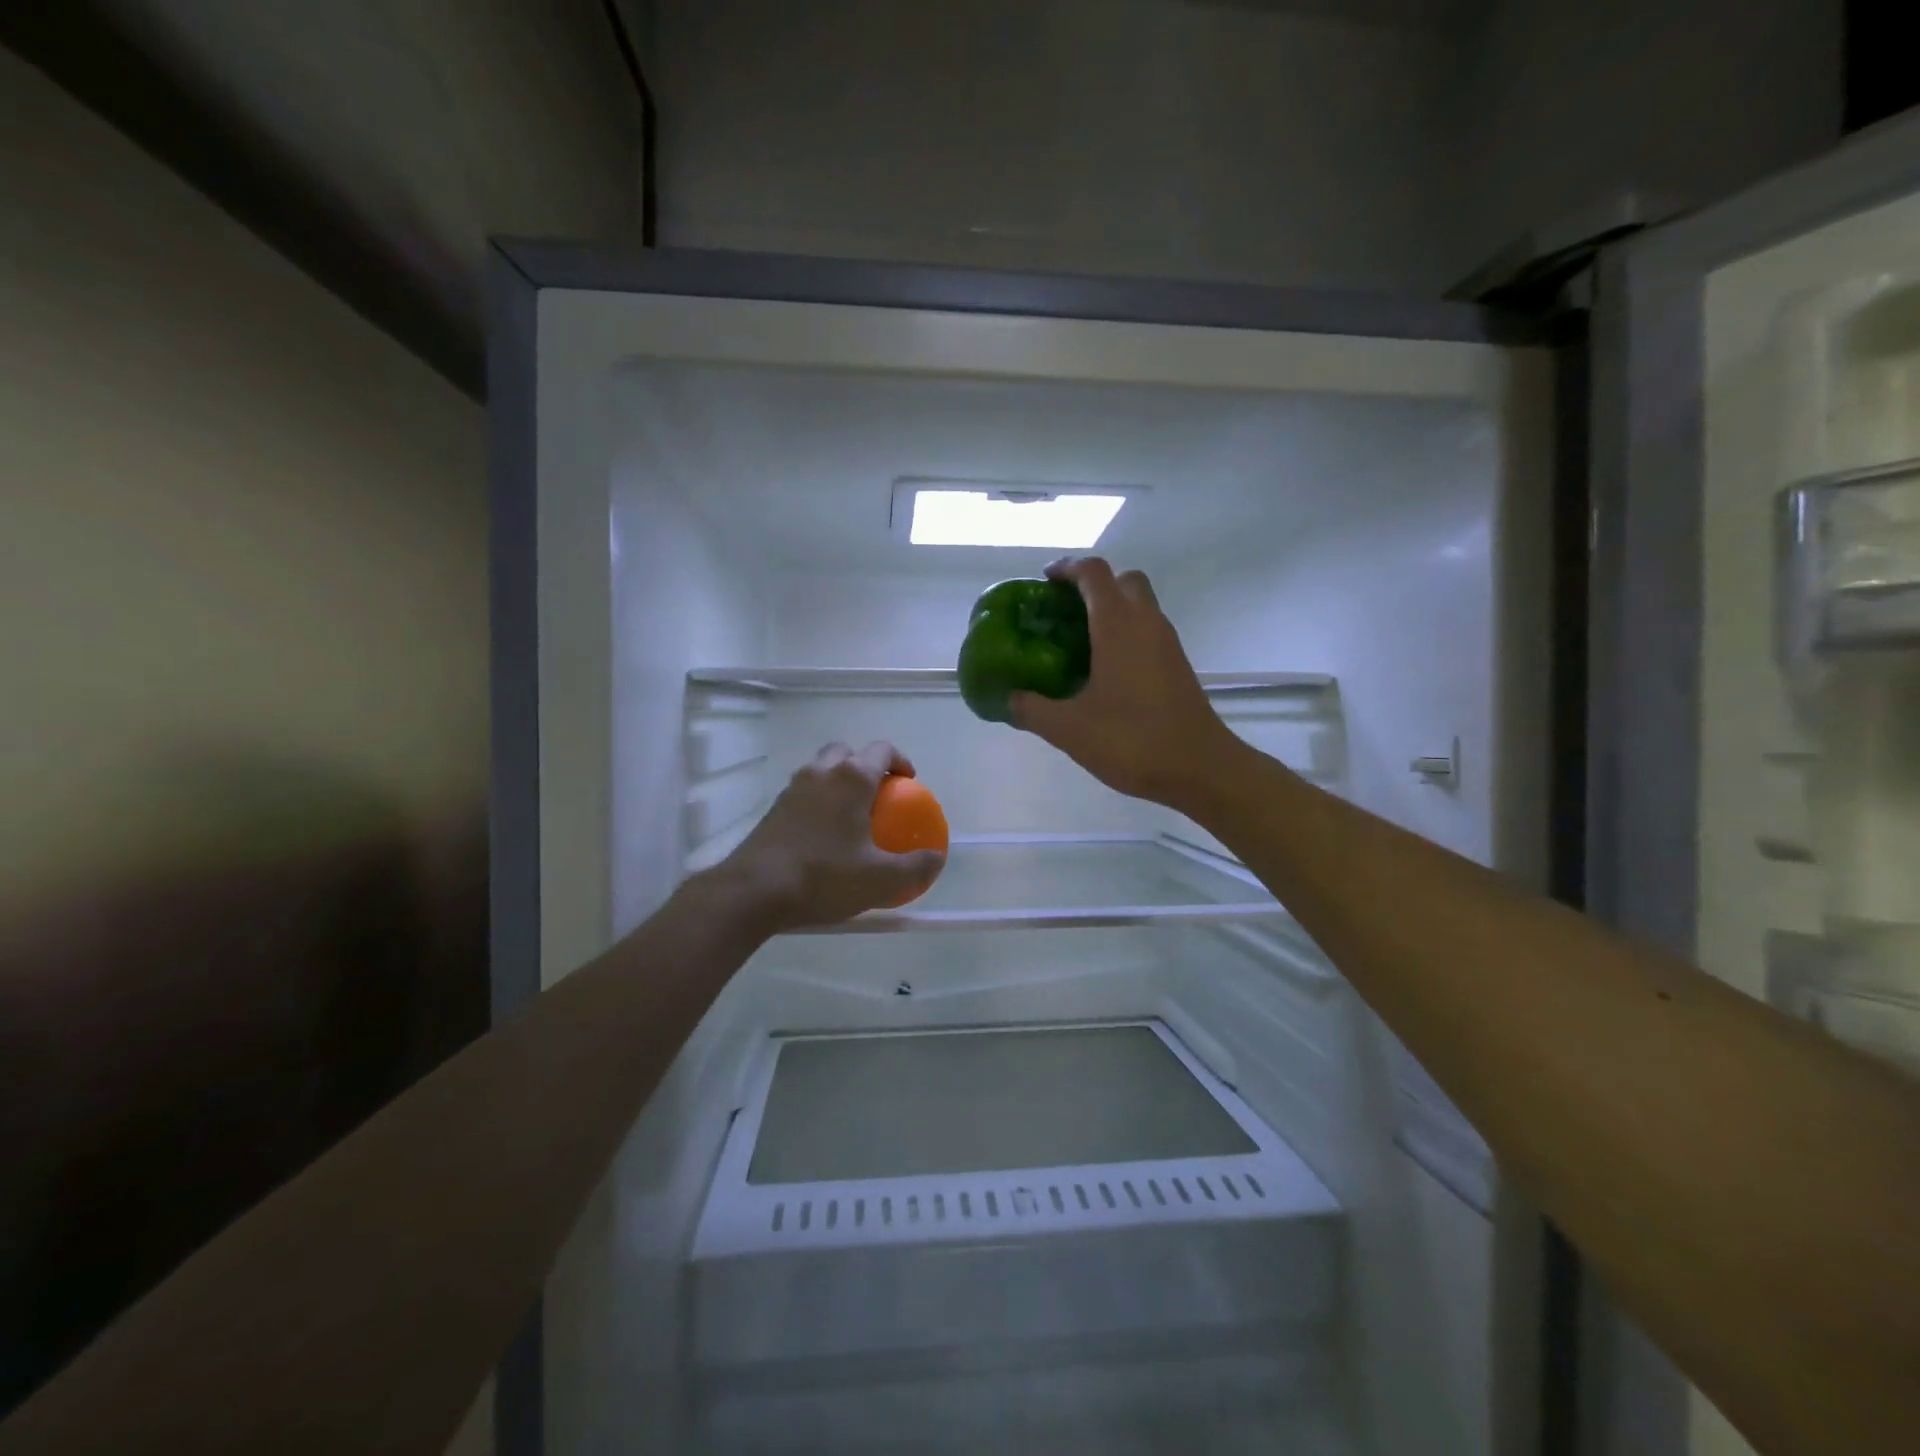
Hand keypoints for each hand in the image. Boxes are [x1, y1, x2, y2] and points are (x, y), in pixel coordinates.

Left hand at [715, 741, 946, 931]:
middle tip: (878, 794)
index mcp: (852, 778)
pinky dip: (819, 801)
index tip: (909, 782)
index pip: (882, 750)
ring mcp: (793, 788)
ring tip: (851, 814)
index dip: (900, 761)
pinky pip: (804, 792)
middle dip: (865, 765)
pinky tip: (824, 835)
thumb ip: (914, 867)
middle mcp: (821, 772)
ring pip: (821, 769)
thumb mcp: (880, 879)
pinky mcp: (773, 809)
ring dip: (839, 781)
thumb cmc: (823, 877)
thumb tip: (937, 858)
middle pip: (847, 753)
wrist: (753, 891)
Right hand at [1010, 557, 1240, 809]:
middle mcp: (1147, 623)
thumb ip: (1032, 709)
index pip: (1093, 573)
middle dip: (1092, 586)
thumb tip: (1008, 698)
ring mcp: (1167, 643)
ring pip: (1139, 606)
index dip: (1067, 569)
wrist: (1200, 768)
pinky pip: (1147, 632)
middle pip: (1122, 580)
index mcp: (1119, 625)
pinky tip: (1104, 670)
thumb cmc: (1132, 740)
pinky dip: (1125, 635)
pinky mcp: (1177, 666)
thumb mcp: (1069, 729)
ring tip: (1077, 642)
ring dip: (1110, 611)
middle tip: (1063, 611)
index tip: (1044, 582)